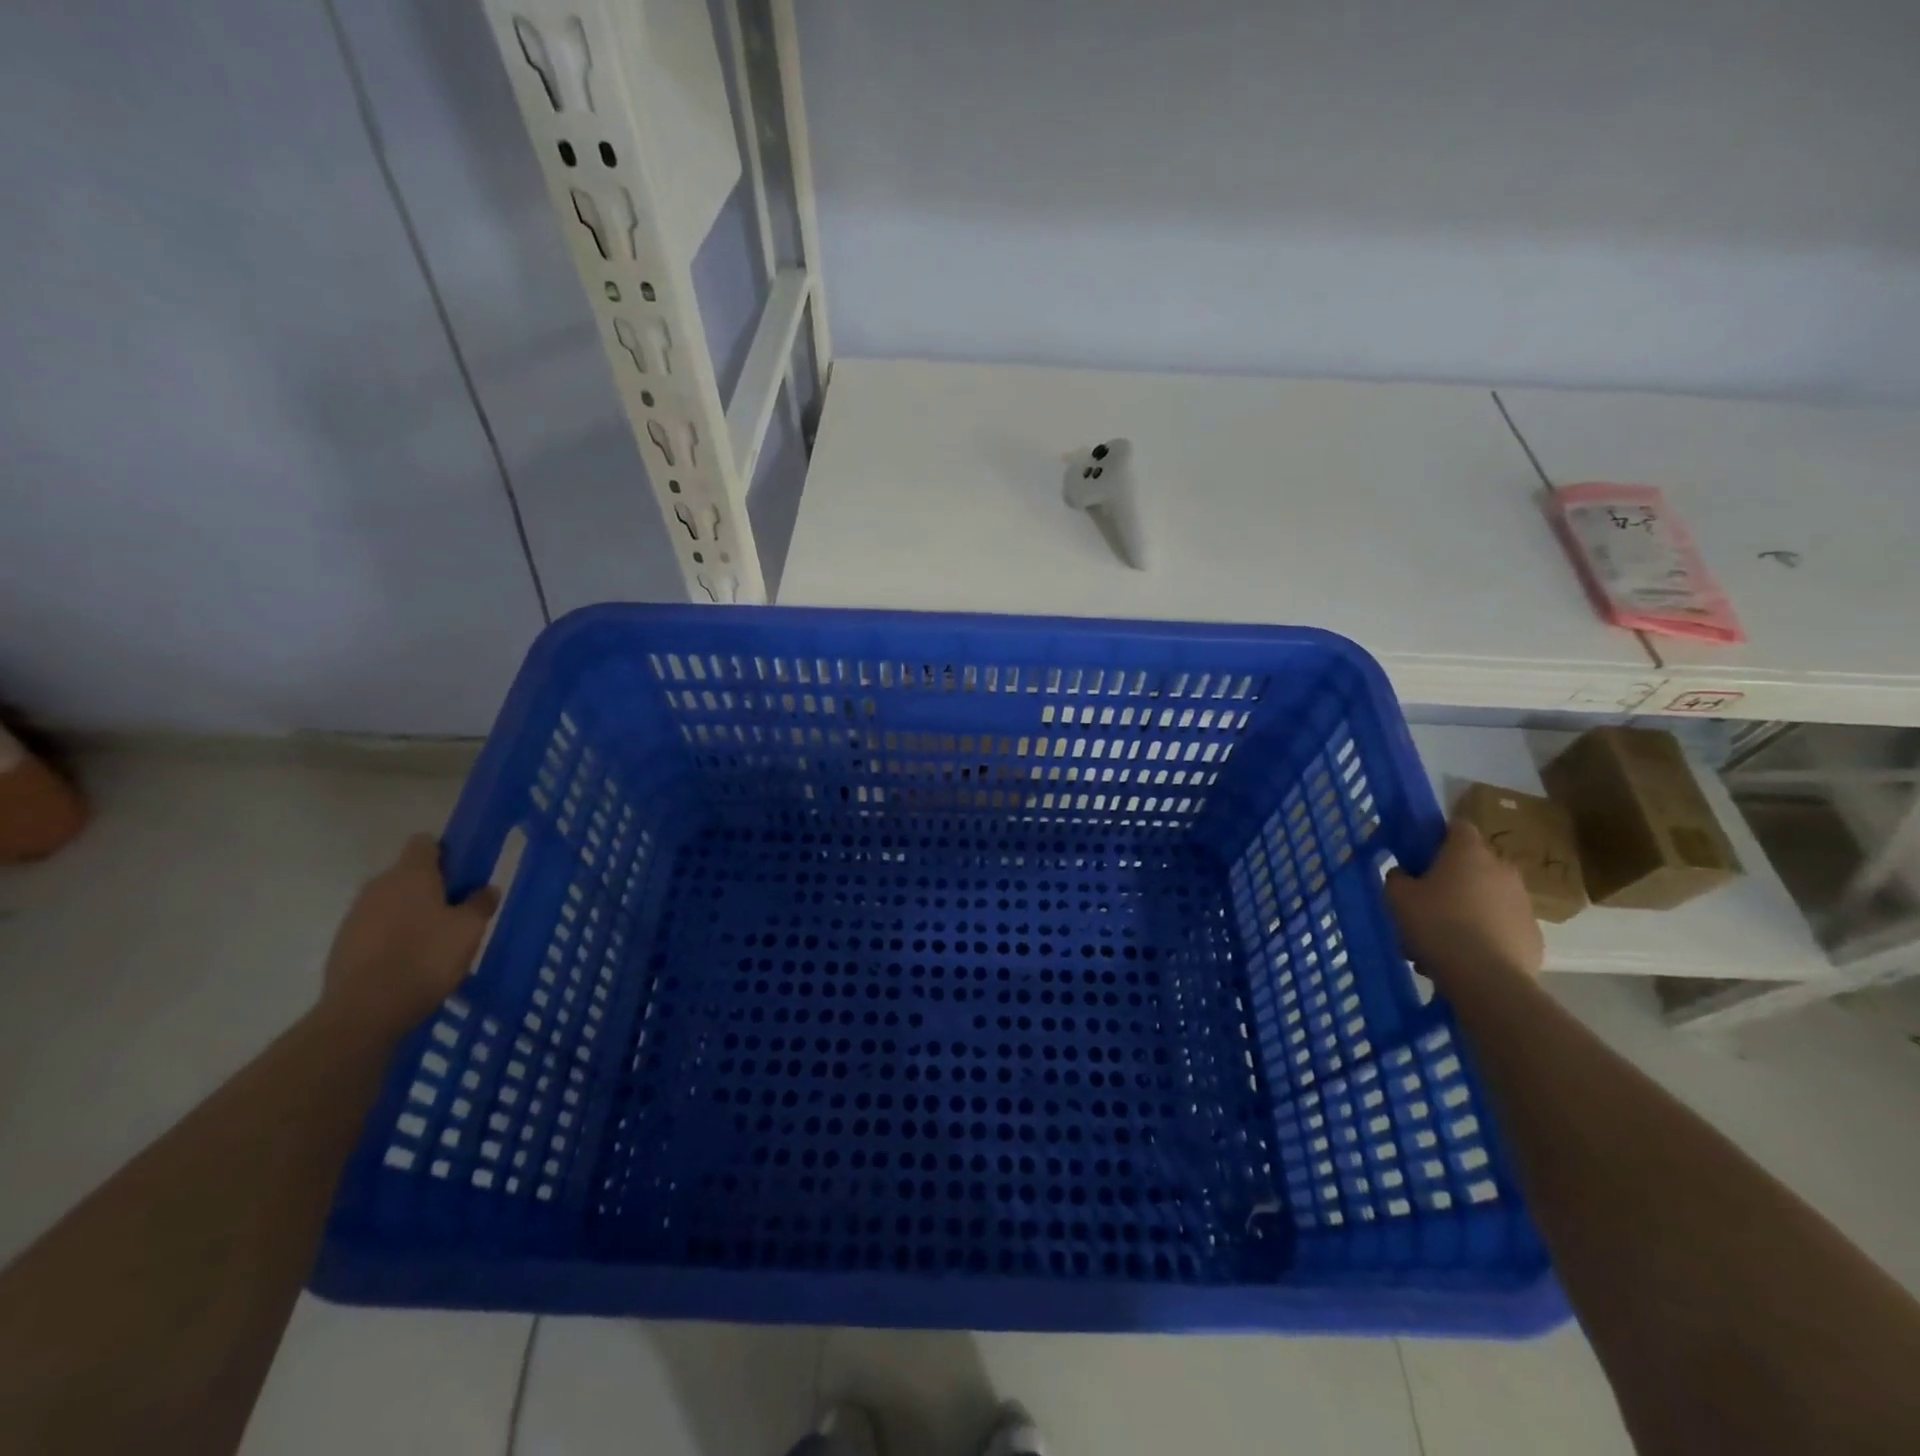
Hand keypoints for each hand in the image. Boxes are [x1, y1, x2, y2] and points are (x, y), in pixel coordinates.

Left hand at [320, 834, 500, 1038]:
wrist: (366, 1010)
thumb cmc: (426, 957)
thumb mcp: (470, 929)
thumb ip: (480, 903)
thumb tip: (485, 889)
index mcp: (411, 874)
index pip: (425, 843)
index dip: (446, 852)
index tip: (464, 873)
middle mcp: (378, 886)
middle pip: (408, 874)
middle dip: (432, 887)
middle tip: (458, 911)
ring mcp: (356, 915)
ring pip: (391, 902)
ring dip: (411, 913)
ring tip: (435, 941)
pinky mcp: (343, 944)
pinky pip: (376, 928)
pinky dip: (393, 937)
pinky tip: (410, 961)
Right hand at [1384, 819, 1542, 989]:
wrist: (1486, 978)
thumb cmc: (1436, 925)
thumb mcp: (1397, 897)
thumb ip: (1397, 878)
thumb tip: (1404, 874)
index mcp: (1468, 852)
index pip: (1457, 826)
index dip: (1438, 836)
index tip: (1420, 854)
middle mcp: (1502, 869)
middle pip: (1473, 865)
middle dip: (1451, 880)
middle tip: (1425, 902)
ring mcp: (1523, 902)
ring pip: (1486, 898)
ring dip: (1466, 909)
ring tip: (1441, 939)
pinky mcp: (1533, 934)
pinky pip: (1501, 926)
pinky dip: (1485, 934)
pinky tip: (1464, 956)